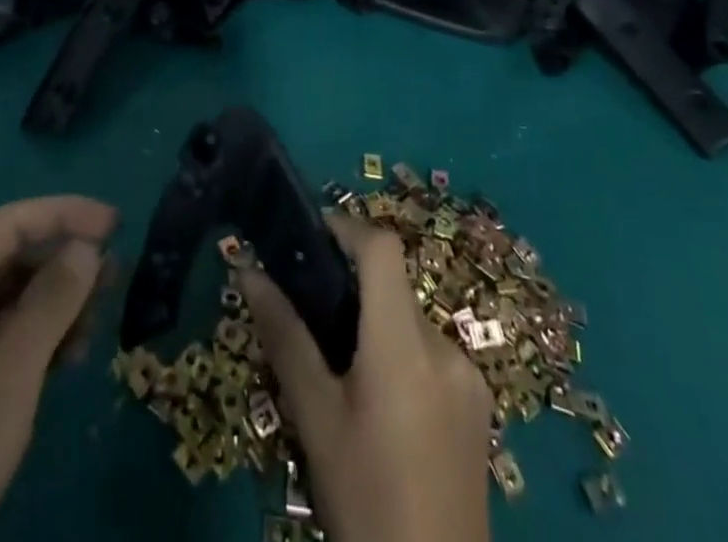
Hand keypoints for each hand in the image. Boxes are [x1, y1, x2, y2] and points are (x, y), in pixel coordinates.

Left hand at [0, 196, 117, 541]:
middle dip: (66, 260)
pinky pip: (4, 335)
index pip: (12, 223)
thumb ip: (52, 299)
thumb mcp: (11, 369)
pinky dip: (39, 337)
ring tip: (96, 324)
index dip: (66, 212)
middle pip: (13, 257)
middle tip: (115, 279)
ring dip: (57, 303)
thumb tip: (86, 246)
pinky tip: (68, 359)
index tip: (116, 225)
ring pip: (12, 298)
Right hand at [240, 213, 491, 541]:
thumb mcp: (315, 419)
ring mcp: (468, 376)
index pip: (382, 248)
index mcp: (405, 345)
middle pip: (394, 286)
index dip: (346, 227)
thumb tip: (249, 271)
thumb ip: (285, 337)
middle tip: (310, 316)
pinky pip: (432, 353)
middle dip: (353, 288)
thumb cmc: (364, 500)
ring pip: (410, 321)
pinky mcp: (479, 404)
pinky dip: (402, 354)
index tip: (309, 236)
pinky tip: (383, 406)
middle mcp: (444, 346)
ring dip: (377, 325)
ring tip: (342, 372)